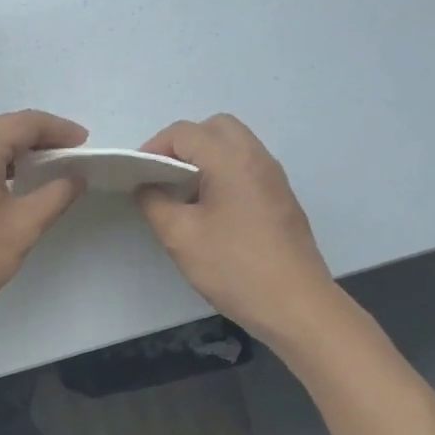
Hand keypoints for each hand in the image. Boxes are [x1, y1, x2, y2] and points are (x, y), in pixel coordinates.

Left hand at [0, 110, 88, 343]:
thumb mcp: (22, 229)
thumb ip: (55, 196)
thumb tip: (75, 177)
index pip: (25, 123)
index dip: (59, 129)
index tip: (84, 144)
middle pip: (1, 128)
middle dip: (38, 138)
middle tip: (69, 156)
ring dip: (14, 152)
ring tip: (45, 169)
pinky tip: (8, 184)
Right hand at [136, 114, 335, 341]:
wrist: (296, 306)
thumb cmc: (234, 268)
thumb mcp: (180, 237)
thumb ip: (155, 203)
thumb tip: (146, 186)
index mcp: (231, 160)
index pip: (185, 133)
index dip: (154, 147)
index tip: (137, 176)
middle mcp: (257, 158)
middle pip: (215, 128)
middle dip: (183, 144)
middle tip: (163, 176)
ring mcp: (274, 178)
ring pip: (234, 146)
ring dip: (205, 158)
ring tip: (184, 194)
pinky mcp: (281, 198)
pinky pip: (247, 167)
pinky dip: (223, 173)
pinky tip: (210, 211)